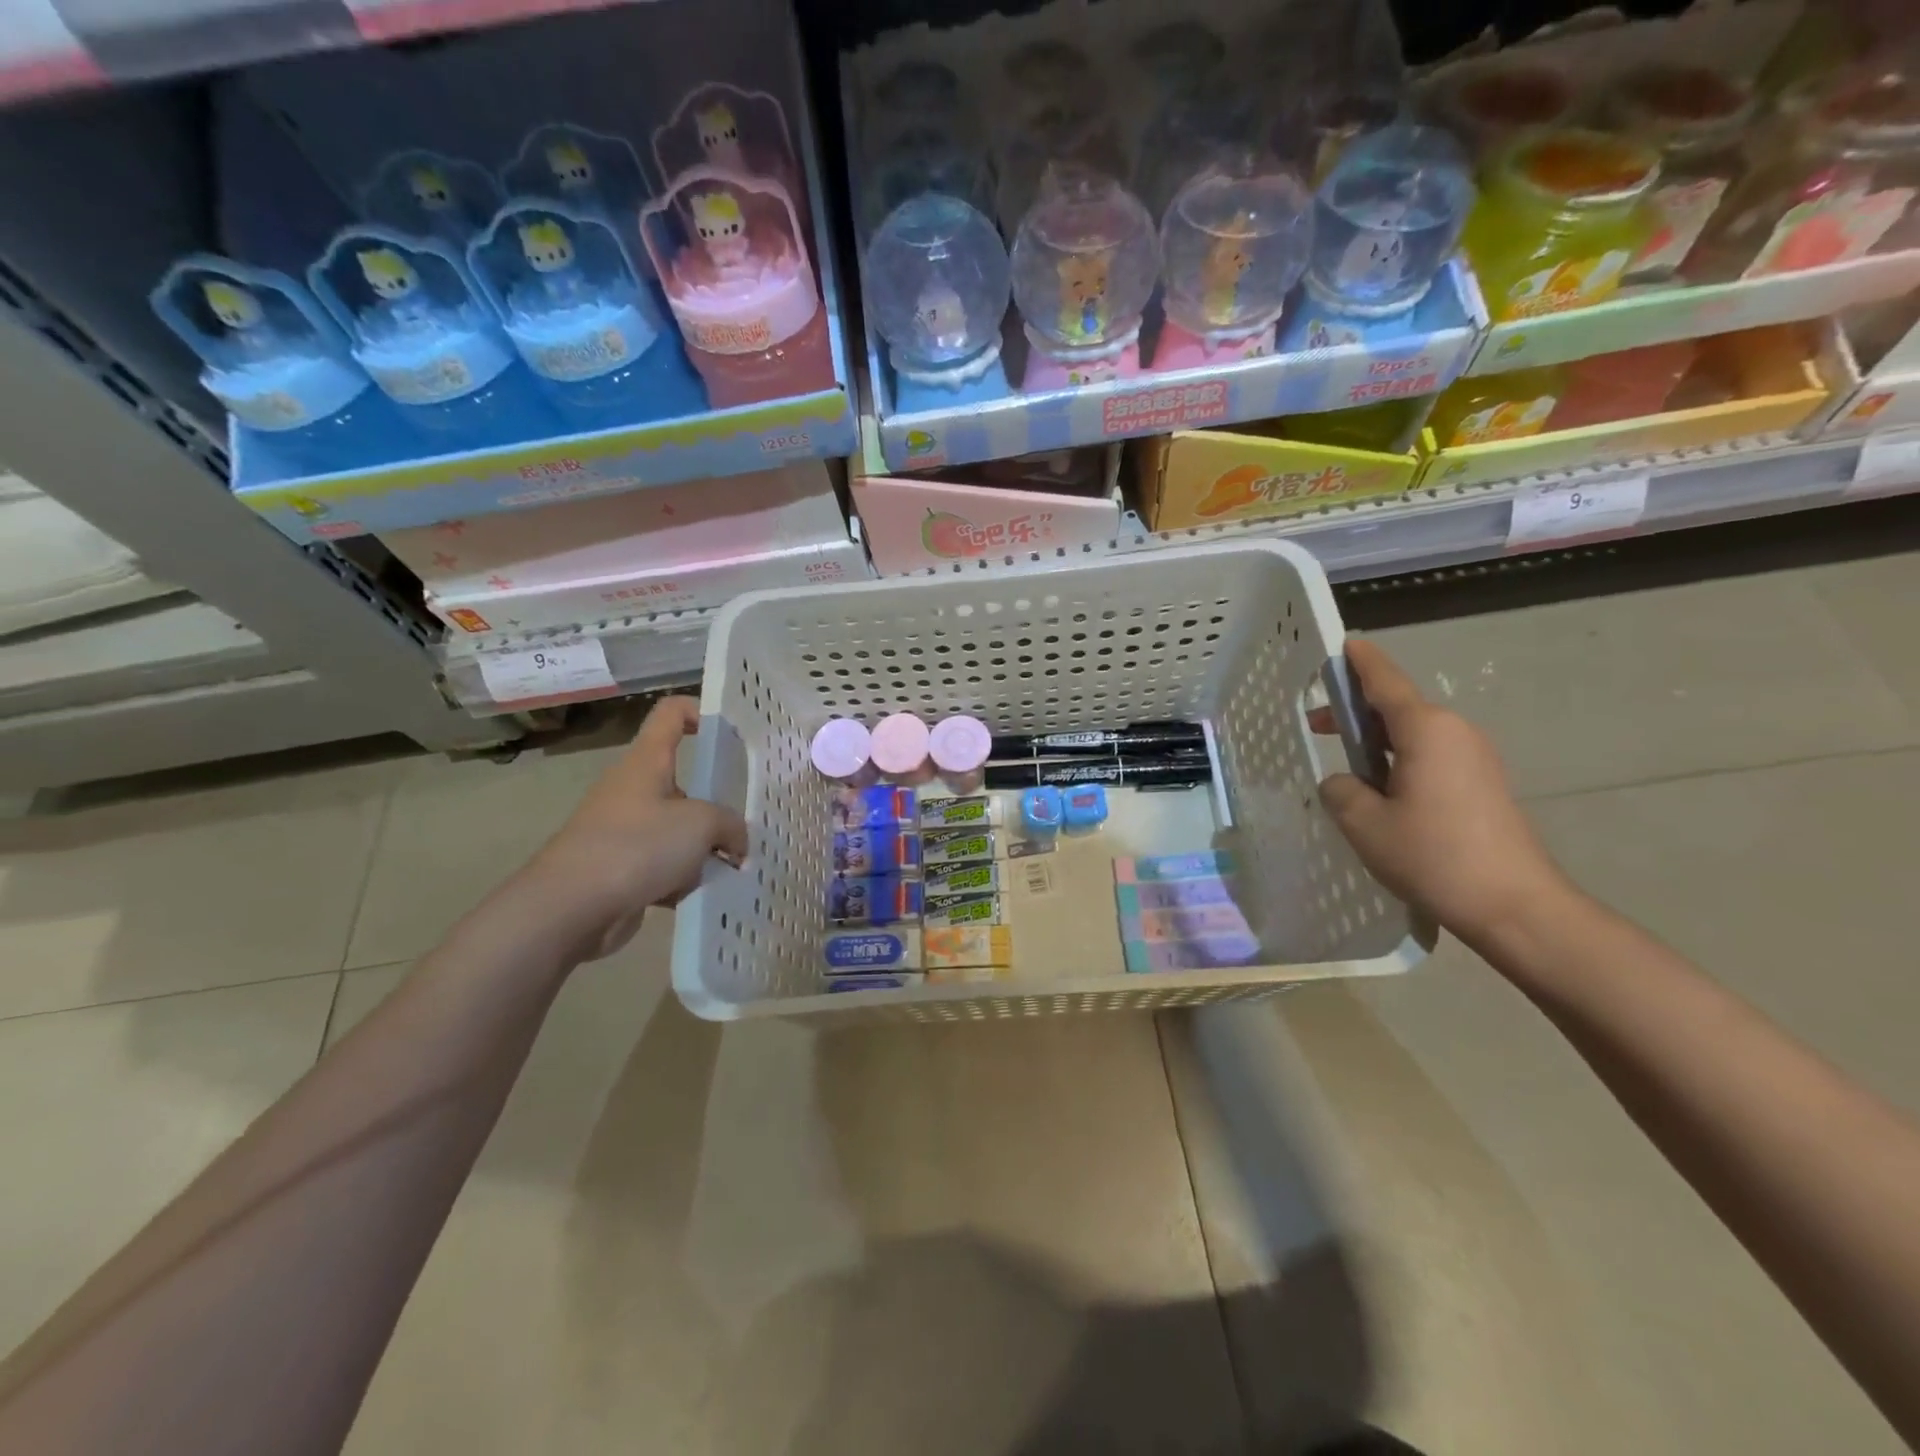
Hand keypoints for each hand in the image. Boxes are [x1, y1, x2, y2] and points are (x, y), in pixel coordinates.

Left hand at [516, 697, 748, 962]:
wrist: (569, 908)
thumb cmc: (637, 846)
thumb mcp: (701, 825)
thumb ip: (731, 826)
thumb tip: (737, 844)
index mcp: (647, 762)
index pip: (672, 713)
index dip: (701, 712)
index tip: (731, 735)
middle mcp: (633, 789)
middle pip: (683, 782)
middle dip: (716, 804)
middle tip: (747, 819)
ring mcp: (624, 830)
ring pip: (677, 829)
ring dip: (703, 849)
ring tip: (732, 867)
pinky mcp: (620, 869)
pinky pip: (664, 866)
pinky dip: (683, 878)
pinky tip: (702, 894)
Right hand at [1318, 640, 1570, 948]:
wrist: (1515, 906)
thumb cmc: (1434, 856)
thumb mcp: (1365, 823)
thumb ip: (1341, 790)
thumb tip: (1345, 783)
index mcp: (1426, 730)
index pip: (1385, 682)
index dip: (1359, 663)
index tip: (1340, 646)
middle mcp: (1455, 732)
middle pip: (1398, 707)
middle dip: (1356, 712)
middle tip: (1317, 725)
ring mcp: (1475, 758)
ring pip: (1413, 735)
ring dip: (1377, 742)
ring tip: (1346, 767)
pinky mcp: (1482, 784)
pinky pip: (1430, 757)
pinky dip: (1399, 761)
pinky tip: (1381, 793)